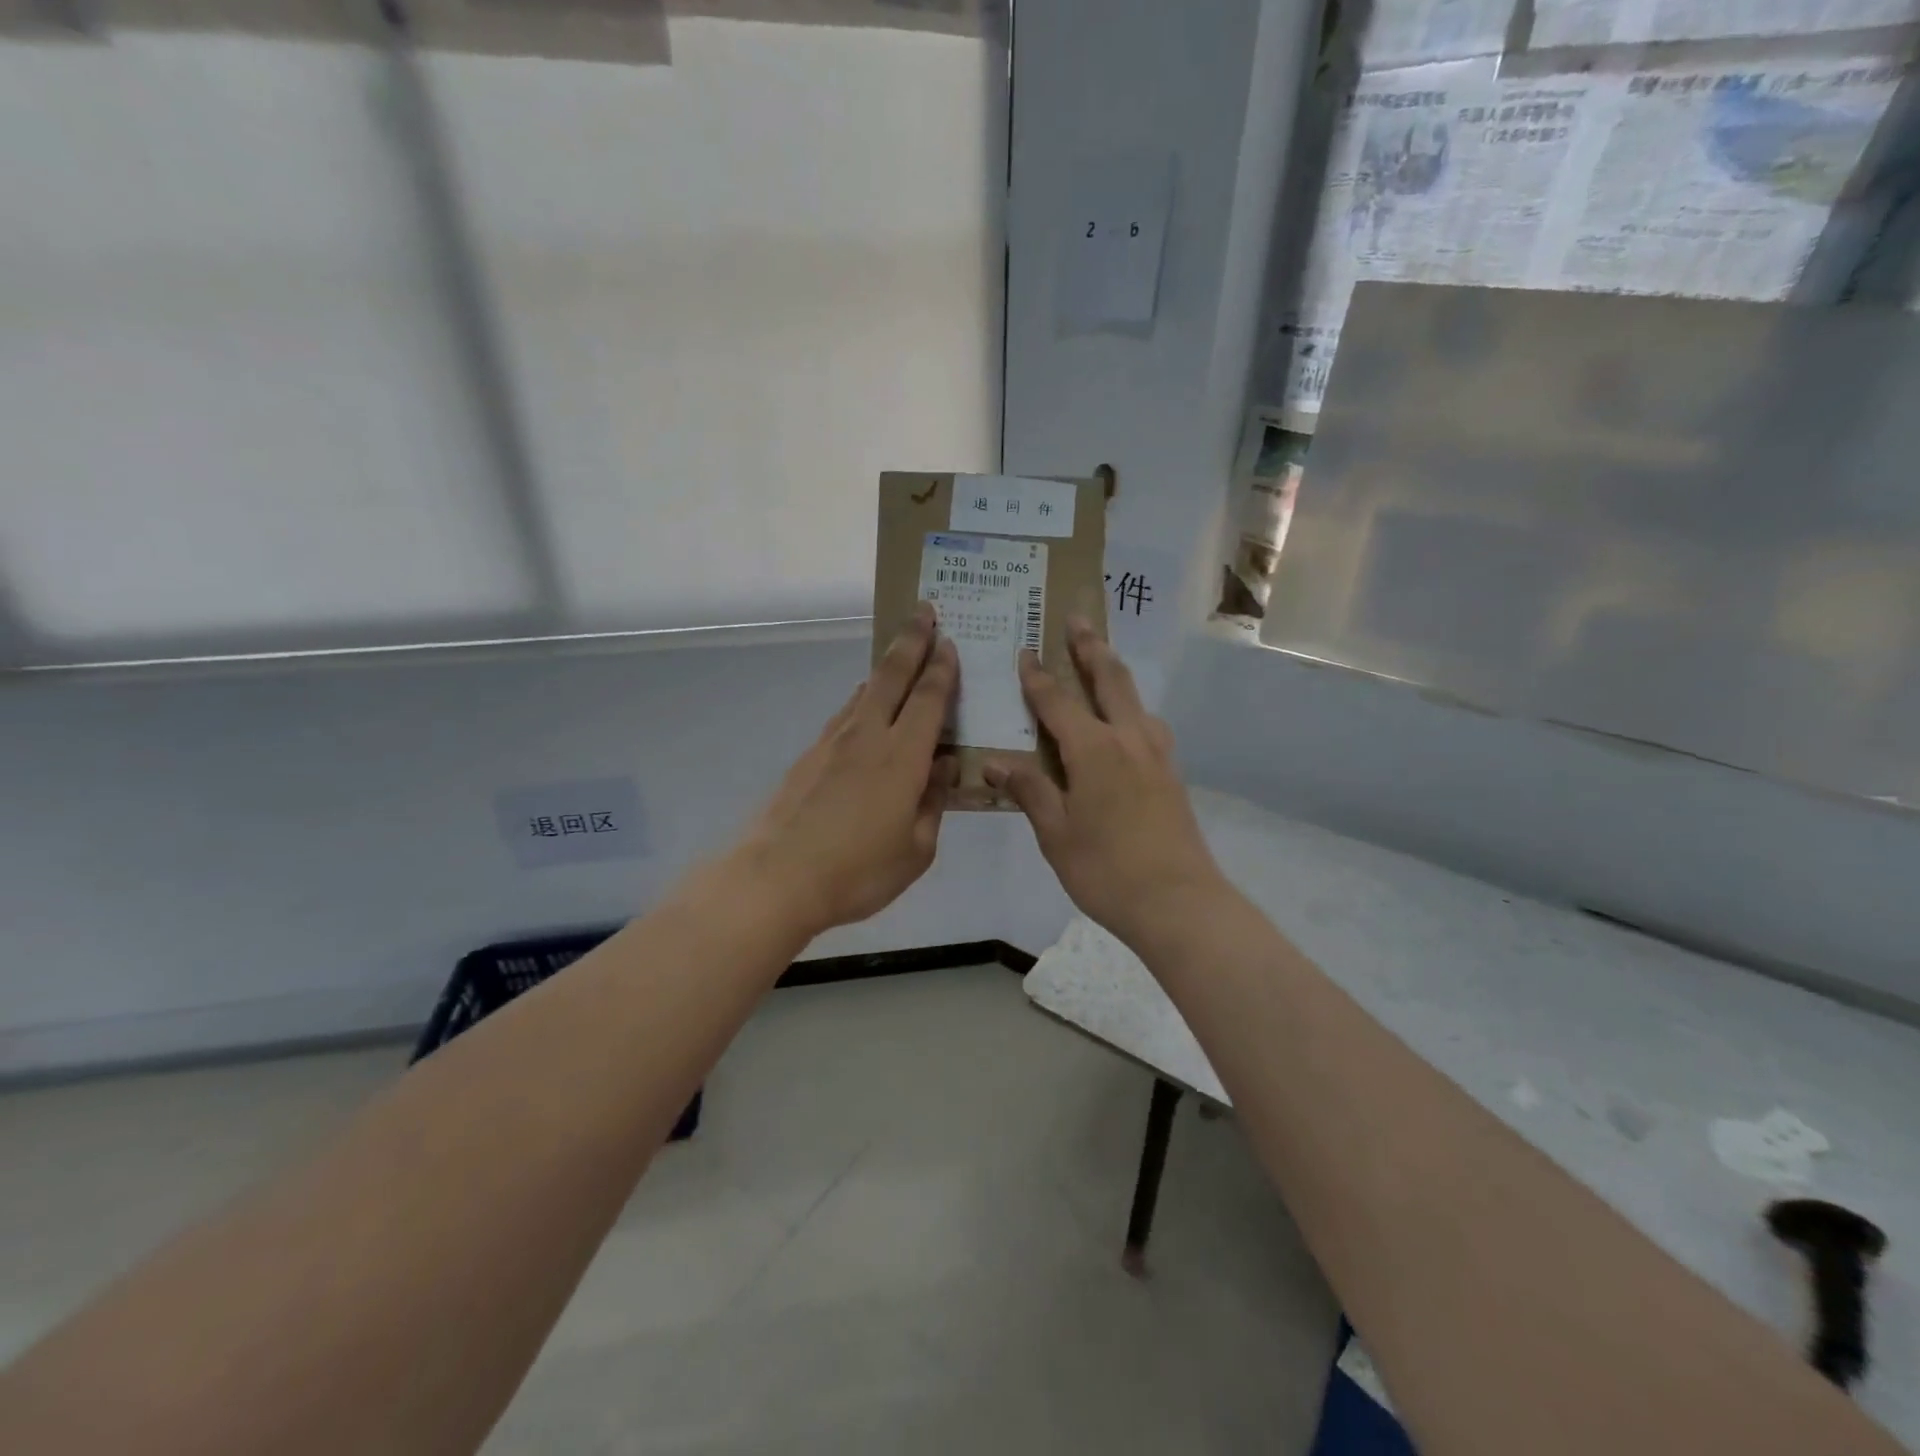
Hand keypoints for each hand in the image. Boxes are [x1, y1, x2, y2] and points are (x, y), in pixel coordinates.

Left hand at [738, 604, 958, 936]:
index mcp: (903, 756)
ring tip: (899, 654)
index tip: (950, 639)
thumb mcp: (917, 849)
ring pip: (864, 691)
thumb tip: (945, 767)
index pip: (929, 698)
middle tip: (925, 610)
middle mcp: (868, 736)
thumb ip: (934, 802)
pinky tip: (863, 706)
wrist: (776, 878)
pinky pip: (844, 714)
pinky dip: (861, 699)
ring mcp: (833, 743)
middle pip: (892, 675)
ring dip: (885, 667)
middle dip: (911, 640)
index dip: (942, 667)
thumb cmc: (858, 871)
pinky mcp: (809, 756)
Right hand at [984, 620, 1226, 948]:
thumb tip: (996, 761)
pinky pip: (1148, 724)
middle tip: (1077, 618)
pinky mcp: (1171, 774)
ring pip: (1135, 698)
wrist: (1179, 902)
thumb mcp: (1056, 833)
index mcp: (1094, 750)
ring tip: (1102, 659)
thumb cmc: (1106, 870)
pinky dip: (1132, 707)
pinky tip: (1128, 721)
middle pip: (1109, 679)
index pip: (1057, 702)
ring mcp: (1157, 755)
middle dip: (1090, 648)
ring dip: (1115, 672)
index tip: (1024, 651)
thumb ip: (1030, 790)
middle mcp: (1129, 739)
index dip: (1037, 676)